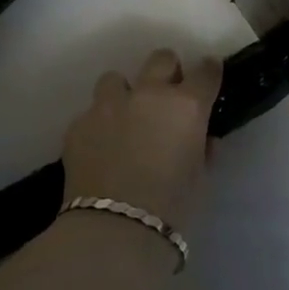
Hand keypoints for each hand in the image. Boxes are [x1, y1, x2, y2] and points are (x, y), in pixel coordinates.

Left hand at [62, 49, 220, 231]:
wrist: (114, 230)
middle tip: (166, 95)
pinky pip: (91, 113)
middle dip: (167, 71)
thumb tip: (200, 137)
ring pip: (116, 79)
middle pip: (161, 59)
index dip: (209, 72)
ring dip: (123, 93)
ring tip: (123, 119)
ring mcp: (109, 105)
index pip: (206, 72)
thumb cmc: (172, 210)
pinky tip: (99, 150)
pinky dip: (98, 126)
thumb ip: (201, 149)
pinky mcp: (79, 123)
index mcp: (186, 106)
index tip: (209, 76)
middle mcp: (148, 95)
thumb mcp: (200, 180)